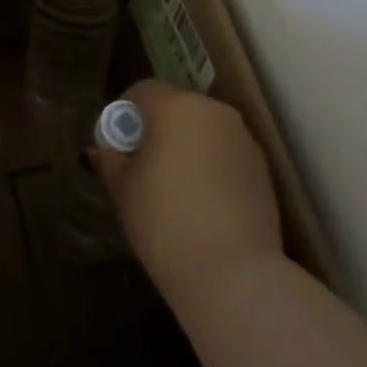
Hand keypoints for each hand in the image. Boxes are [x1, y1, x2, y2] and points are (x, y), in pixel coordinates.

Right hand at [94, 79, 284, 303]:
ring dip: (188, 148)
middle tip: (143, 167)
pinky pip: (226, 156)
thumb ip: (110, 160)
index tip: (118, 145)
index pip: (143, 91)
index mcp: (176, 106)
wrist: (234, 275)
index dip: (126, 114)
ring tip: (176, 189)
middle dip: (158, 129)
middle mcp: (213, 112)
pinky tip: (204, 205)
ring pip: (205, 132)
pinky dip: (212, 168)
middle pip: (177, 108)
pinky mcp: (264, 171)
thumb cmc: (165, 221)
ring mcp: (244, 140)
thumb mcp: (123, 189)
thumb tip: (103, 152)